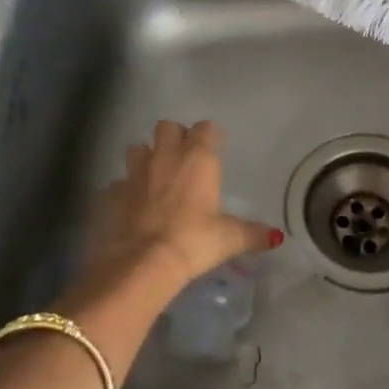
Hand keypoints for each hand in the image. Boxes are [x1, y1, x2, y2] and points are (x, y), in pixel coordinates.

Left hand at [82, 120, 278, 291]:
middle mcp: (166, 156)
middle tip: (183, 158)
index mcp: (198, 159)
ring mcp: (134, 172)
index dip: (211, 136)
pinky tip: (132, 206)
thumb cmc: (194, 241)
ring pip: (138, 148)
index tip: (216, 149)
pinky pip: (118, 182)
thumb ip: (253, 234)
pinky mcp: (111, 192)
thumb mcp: (230, 239)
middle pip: (167, 127)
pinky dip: (125, 190)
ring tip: (155, 176)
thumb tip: (277, 237)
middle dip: (175, 137)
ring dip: (146, 157)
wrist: (142, 262)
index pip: (207, 128)